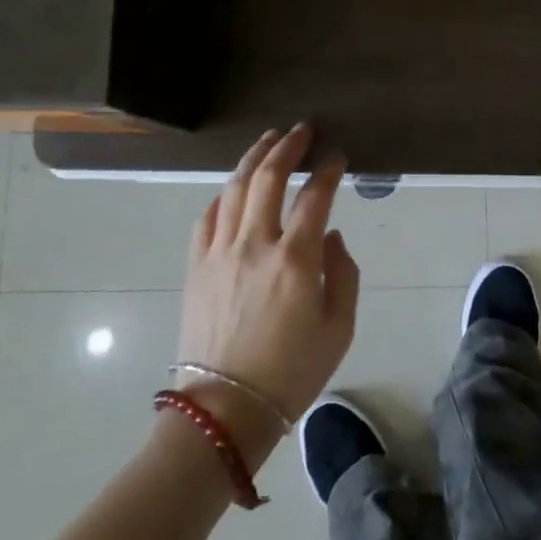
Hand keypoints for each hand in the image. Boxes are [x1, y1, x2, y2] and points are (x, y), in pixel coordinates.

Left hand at [177, 125, 359, 468]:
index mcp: (296, 260)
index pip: (315, 196)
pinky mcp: (196, 266)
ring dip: (253, 158)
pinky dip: (223, 194)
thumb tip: (331, 235)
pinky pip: (207, 216)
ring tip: (268, 141)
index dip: (328, 170)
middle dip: (287, 146)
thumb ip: (344, 273)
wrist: (226, 409)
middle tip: (301, 130)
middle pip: (268, 178)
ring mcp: (219, 252)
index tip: (337, 156)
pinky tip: (233, 188)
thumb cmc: (291, 372)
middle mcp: (255, 244)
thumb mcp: (339, 328)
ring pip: (234, 188)